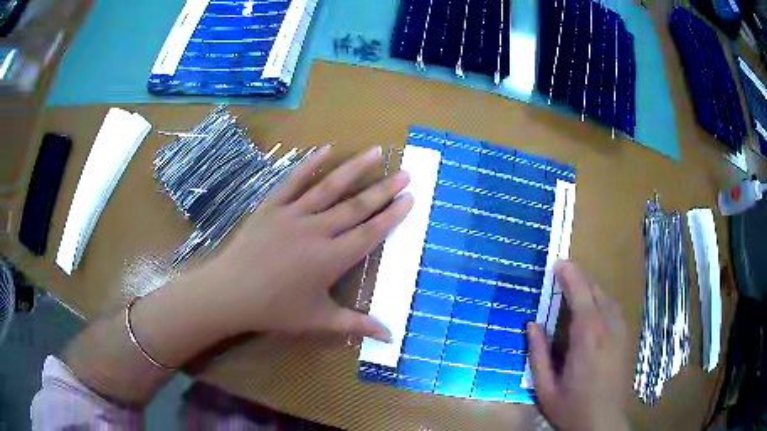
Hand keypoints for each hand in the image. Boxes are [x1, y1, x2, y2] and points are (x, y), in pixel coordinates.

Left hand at [189, 145, 412, 341]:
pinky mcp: (271, 206)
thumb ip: (356, 325)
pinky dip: (309, 164)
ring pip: (329, 187)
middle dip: (383, 189)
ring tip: (375, 152)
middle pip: (356, 206)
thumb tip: (390, 336)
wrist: (231, 293)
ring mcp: (292, 215)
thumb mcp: (318, 320)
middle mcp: (316, 231)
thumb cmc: (275, 309)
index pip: (369, 233)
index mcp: (330, 259)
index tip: (409, 198)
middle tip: (405, 173)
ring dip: (354, 168)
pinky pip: (293, 181)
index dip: (391, 215)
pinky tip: (324, 149)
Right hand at [527, 260, 630, 430]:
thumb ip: (538, 355)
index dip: (570, 276)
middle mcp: (607, 329)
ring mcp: (619, 333)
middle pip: (596, 291)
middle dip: (580, 276)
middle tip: (563, 268)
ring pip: (607, 297)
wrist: (602, 423)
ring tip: (576, 282)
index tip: (558, 263)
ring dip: (592, 285)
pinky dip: (602, 298)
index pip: (581, 296)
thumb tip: (532, 325)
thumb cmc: (571, 408)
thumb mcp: (545, 388)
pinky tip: (594, 303)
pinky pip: (614, 308)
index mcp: (587, 339)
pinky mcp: (625, 339)